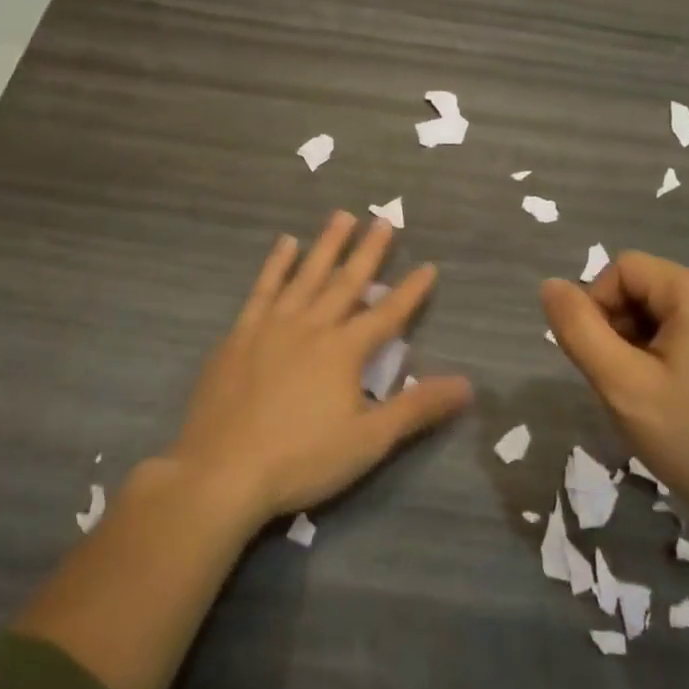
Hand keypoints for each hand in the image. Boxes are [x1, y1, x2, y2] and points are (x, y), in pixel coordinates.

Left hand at [166, 212, 472, 526]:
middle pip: (346, 282)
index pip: (387, 314)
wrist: (221, 471)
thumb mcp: (369, 440)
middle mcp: (311, 326)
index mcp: (344, 351)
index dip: (411, 291)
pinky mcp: (239, 335)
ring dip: (326, 245)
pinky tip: (285, 244)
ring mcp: (271, 326)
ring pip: (306, 275)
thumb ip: (417, 408)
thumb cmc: (301, 459)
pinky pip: (263, 289)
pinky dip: (276, 265)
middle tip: (383, 220)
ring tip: (341, 216)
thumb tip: (467, 385)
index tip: (428, 266)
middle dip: (368, 252)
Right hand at [540, 252, 688, 565]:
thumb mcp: (623, 386)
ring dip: (647, 346)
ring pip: (672, 314)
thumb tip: (551, 286)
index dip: (598, 306)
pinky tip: (684, 403)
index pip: (624, 269)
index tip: (602, 362)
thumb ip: (578, 330)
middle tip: (627, 387)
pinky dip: (676, 357)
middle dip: (623, 329)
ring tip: (655, 400)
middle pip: (649, 289)